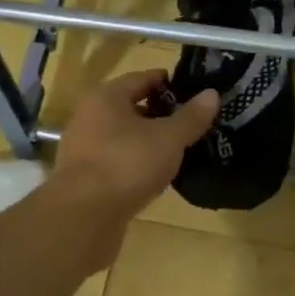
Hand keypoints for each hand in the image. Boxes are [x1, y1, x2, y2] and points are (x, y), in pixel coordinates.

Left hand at [51, 69, 219, 228]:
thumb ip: (191, 117)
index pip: (142, 78)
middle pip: (131, 107)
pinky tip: (156, 175)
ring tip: (179, 150)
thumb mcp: (168, 138)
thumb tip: (212, 94)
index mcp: (106, 97)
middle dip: (160, 114)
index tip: (194, 91)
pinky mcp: (84, 178)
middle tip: (192, 122)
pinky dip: (136, 163)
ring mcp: (83, 149)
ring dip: (148, 141)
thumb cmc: (126, 164)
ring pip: (124, 137)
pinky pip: (117, 161)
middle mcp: (89, 117)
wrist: (82, 217)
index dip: (168, 83)